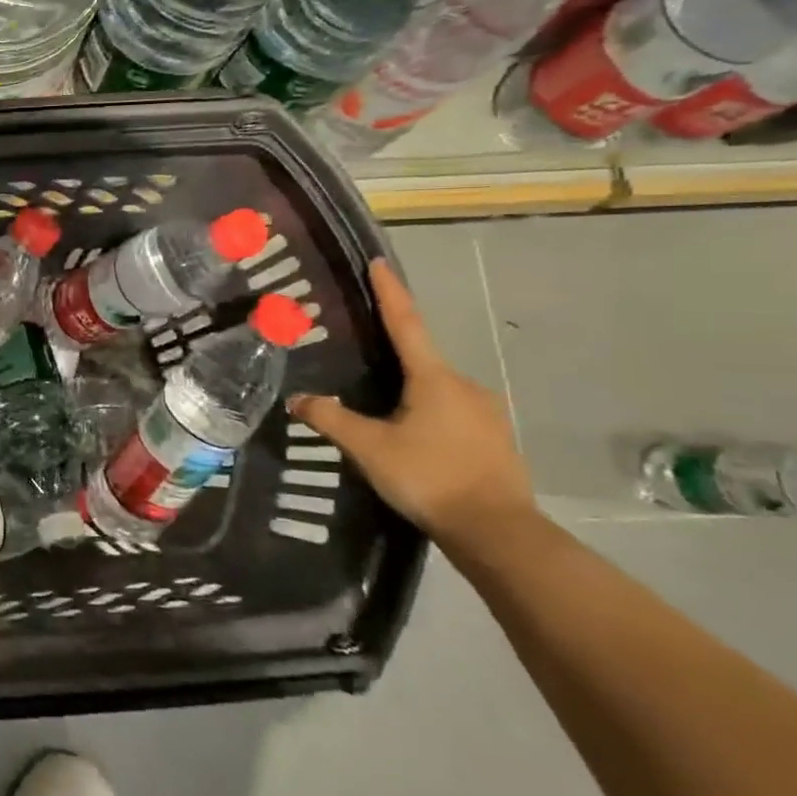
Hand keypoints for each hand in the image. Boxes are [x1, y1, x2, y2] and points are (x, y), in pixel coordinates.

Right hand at [289, 259, 537, 555]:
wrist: (497, 532)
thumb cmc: (429, 477)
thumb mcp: (369, 448)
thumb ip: (330, 419)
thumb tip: (298, 399)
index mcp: (434, 379)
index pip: (405, 324)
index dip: (390, 292)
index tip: (379, 263)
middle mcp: (465, 386)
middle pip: (421, 360)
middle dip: (393, 357)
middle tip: (361, 361)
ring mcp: (485, 413)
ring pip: (436, 391)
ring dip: (409, 394)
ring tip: (380, 413)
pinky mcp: (494, 439)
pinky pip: (451, 414)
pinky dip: (427, 416)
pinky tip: (410, 440)